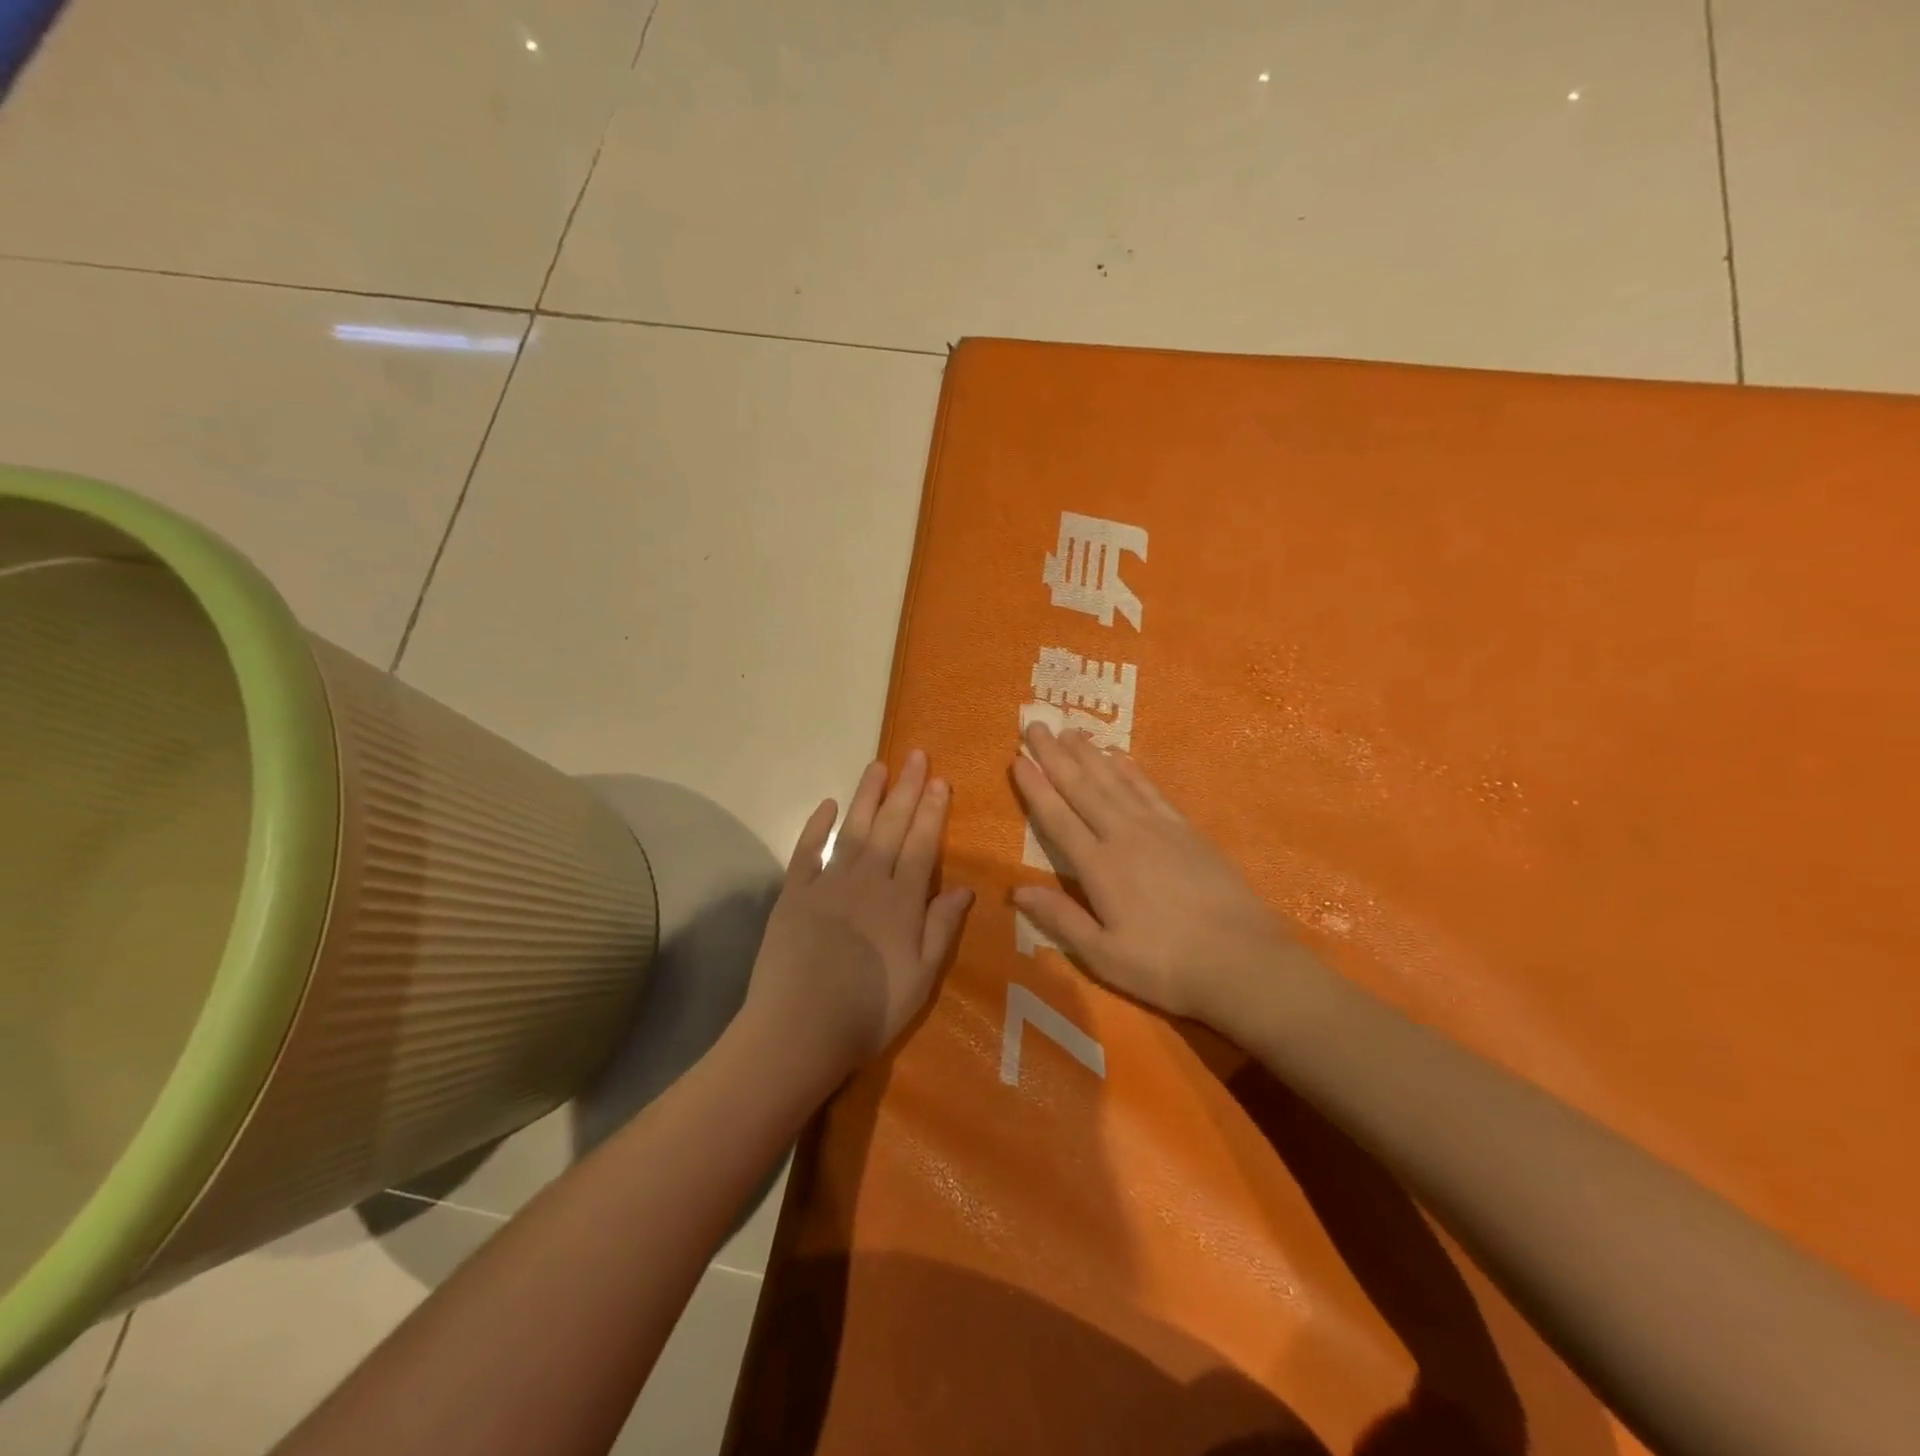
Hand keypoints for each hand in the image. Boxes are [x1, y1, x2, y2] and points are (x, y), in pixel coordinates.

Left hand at [743, 749, 973, 1080]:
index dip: (932, 812)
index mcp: (901, 901)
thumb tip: (964, 887)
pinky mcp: (795, 893)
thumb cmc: (870, 1010)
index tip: (939, 781)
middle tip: (915, 755)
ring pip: (854, 829)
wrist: (799, 1029)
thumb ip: (941, 928)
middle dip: (905, 789)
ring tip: (878, 765)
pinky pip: (807, 851)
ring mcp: (828, 883)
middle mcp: (867, 880)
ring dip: (867, 795)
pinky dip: (817, 826)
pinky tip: (827, 805)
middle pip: (891, 826)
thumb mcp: (922, 978)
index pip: (922, 845)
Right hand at [1010, 723, 1291, 1027]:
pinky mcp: (1186, 831)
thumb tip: (1015, 889)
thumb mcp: (1103, 955)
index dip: (1035, 787)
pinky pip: (1150, 790)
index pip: (1058, 818)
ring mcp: (1158, 828)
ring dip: (1089, 754)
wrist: (1242, 961)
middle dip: (1055, 755)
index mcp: (1098, 866)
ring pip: (1114, 781)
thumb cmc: (1165, 965)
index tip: (1017, 758)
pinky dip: (1131, 771)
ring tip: (1071, 730)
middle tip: (1035, 723)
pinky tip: (1120, 757)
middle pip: (1082, 788)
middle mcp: (1124, 835)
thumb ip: (1060, 919)